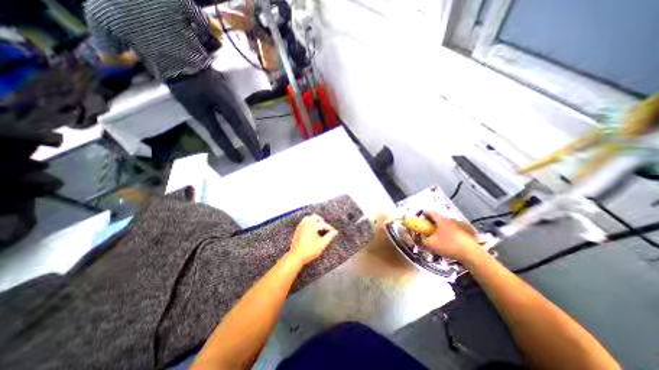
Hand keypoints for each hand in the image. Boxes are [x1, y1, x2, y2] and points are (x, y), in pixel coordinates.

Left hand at [289, 213, 339, 265]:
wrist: (296, 257)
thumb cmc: (309, 251)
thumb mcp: (321, 244)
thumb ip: (329, 237)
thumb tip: (335, 232)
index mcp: (311, 226)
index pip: (323, 224)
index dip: (329, 228)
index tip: (334, 232)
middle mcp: (305, 224)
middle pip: (315, 217)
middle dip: (321, 221)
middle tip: (326, 227)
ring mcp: (300, 226)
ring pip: (308, 218)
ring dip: (314, 220)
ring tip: (319, 226)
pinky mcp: (297, 230)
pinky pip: (304, 221)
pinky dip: (309, 222)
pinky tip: (312, 229)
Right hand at [425, 212, 481, 261]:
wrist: (472, 254)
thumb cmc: (449, 246)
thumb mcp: (430, 244)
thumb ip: (423, 239)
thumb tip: (422, 236)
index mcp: (441, 219)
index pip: (430, 212)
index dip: (424, 214)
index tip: (421, 219)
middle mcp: (450, 219)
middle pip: (439, 218)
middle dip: (432, 223)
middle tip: (429, 230)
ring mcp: (460, 224)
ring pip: (447, 224)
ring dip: (442, 228)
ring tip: (439, 237)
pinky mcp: (467, 231)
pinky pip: (454, 229)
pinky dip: (450, 233)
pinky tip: (450, 242)